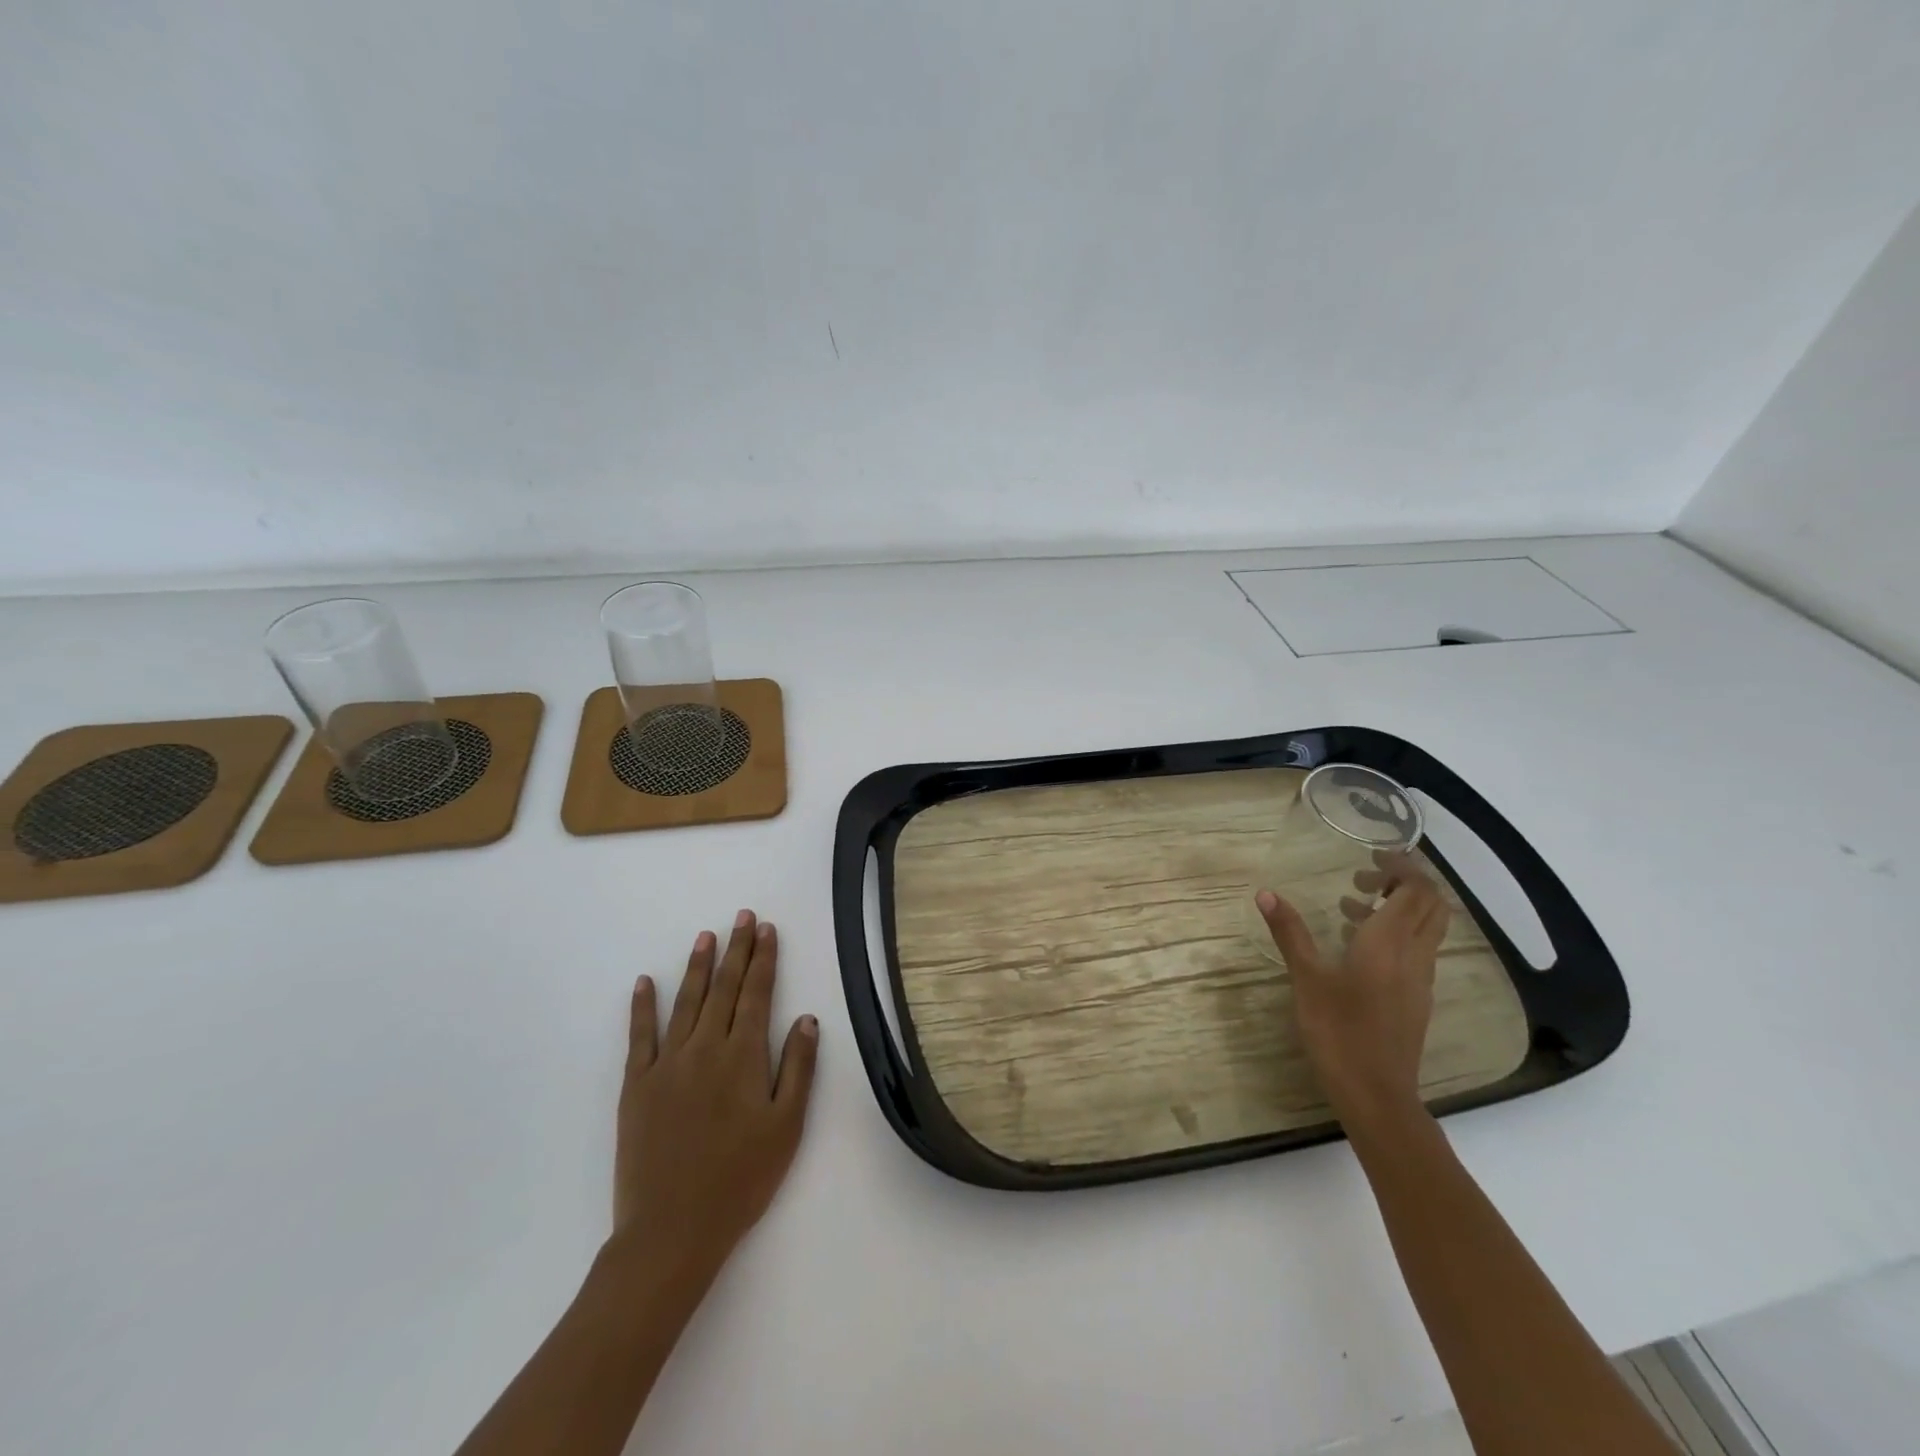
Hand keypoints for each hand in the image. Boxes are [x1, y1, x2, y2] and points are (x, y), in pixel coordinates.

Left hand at [612, 910, 818, 1286]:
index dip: (764, 959)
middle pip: (724, 988)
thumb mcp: (786, 1128)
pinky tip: (644, 982)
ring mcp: (667, 1064)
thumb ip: (797, 1069)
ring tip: (706, 936)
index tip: (768, 929)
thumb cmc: (740, 1180)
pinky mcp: (636, 1085)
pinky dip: (642, 1006)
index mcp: (744, 1057)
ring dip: (697, 966)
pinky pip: (639, 1036)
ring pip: (686, 1002)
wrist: (671, 1231)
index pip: (757, 994)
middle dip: (736, 950)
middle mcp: (706, 1048)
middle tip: (742, 917)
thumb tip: (806, 1018)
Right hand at [1255, 853, 1449, 1125]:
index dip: (1402, 866)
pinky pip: (1418, 950)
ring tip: (1351, 905)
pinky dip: (1396, 933)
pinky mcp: (1417, 999)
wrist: (1377, 1094)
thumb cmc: (1338, 1032)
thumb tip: (1266, 893)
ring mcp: (1421, 979)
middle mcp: (1415, 955)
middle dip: (1404, 882)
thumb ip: (1290, 932)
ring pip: (1427, 928)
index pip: (1416, 890)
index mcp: (1390, 943)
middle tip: (1363, 877)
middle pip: (1432, 905)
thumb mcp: (1307, 978)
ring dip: (1399, 907)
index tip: (1371, 856)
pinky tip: (1357, 946)